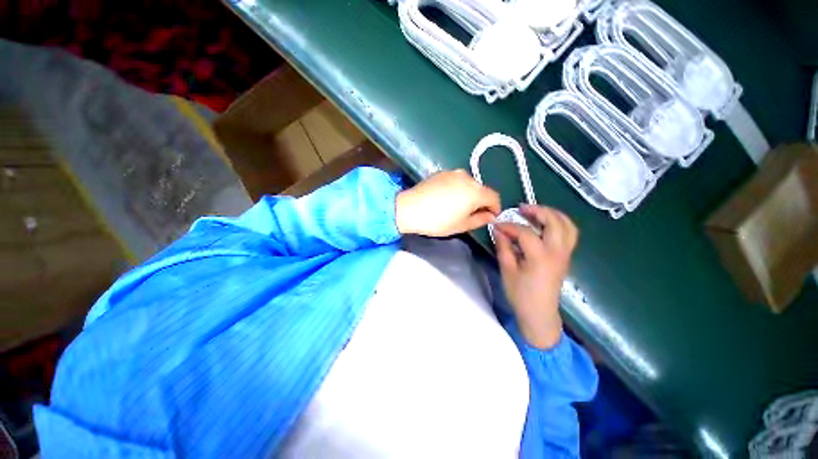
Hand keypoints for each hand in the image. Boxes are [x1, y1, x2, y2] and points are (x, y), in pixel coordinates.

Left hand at [395, 169, 500, 236]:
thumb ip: (481, 220)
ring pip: (469, 184)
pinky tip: (446, 199)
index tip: (489, 217)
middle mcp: (467, 177)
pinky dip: (457, 189)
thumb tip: (490, 216)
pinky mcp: (441, 172)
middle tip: (471, 214)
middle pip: (481, 190)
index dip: (495, 208)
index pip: (494, 197)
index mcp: (476, 191)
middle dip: (481, 202)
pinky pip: (456, 181)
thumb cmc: (437, 221)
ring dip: (469, 195)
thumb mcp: (462, 225)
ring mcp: (453, 173)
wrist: (409, 208)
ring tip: (457, 207)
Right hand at [494, 204, 578, 348]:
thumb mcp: (507, 270)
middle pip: (555, 222)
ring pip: (567, 226)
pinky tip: (546, 224)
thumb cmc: (521, 294)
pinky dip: (560, 223)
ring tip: (536, 212)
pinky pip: (569, 234)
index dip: (509, 226)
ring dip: (553, 214)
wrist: (539, 314)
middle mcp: (557, 252)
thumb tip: (498, 230)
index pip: (525, 232)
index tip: (497, 224)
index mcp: (541, 257)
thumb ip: (504, 247)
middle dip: (538, 211)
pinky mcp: (566, 257)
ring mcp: (565, 254)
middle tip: (522, 208)